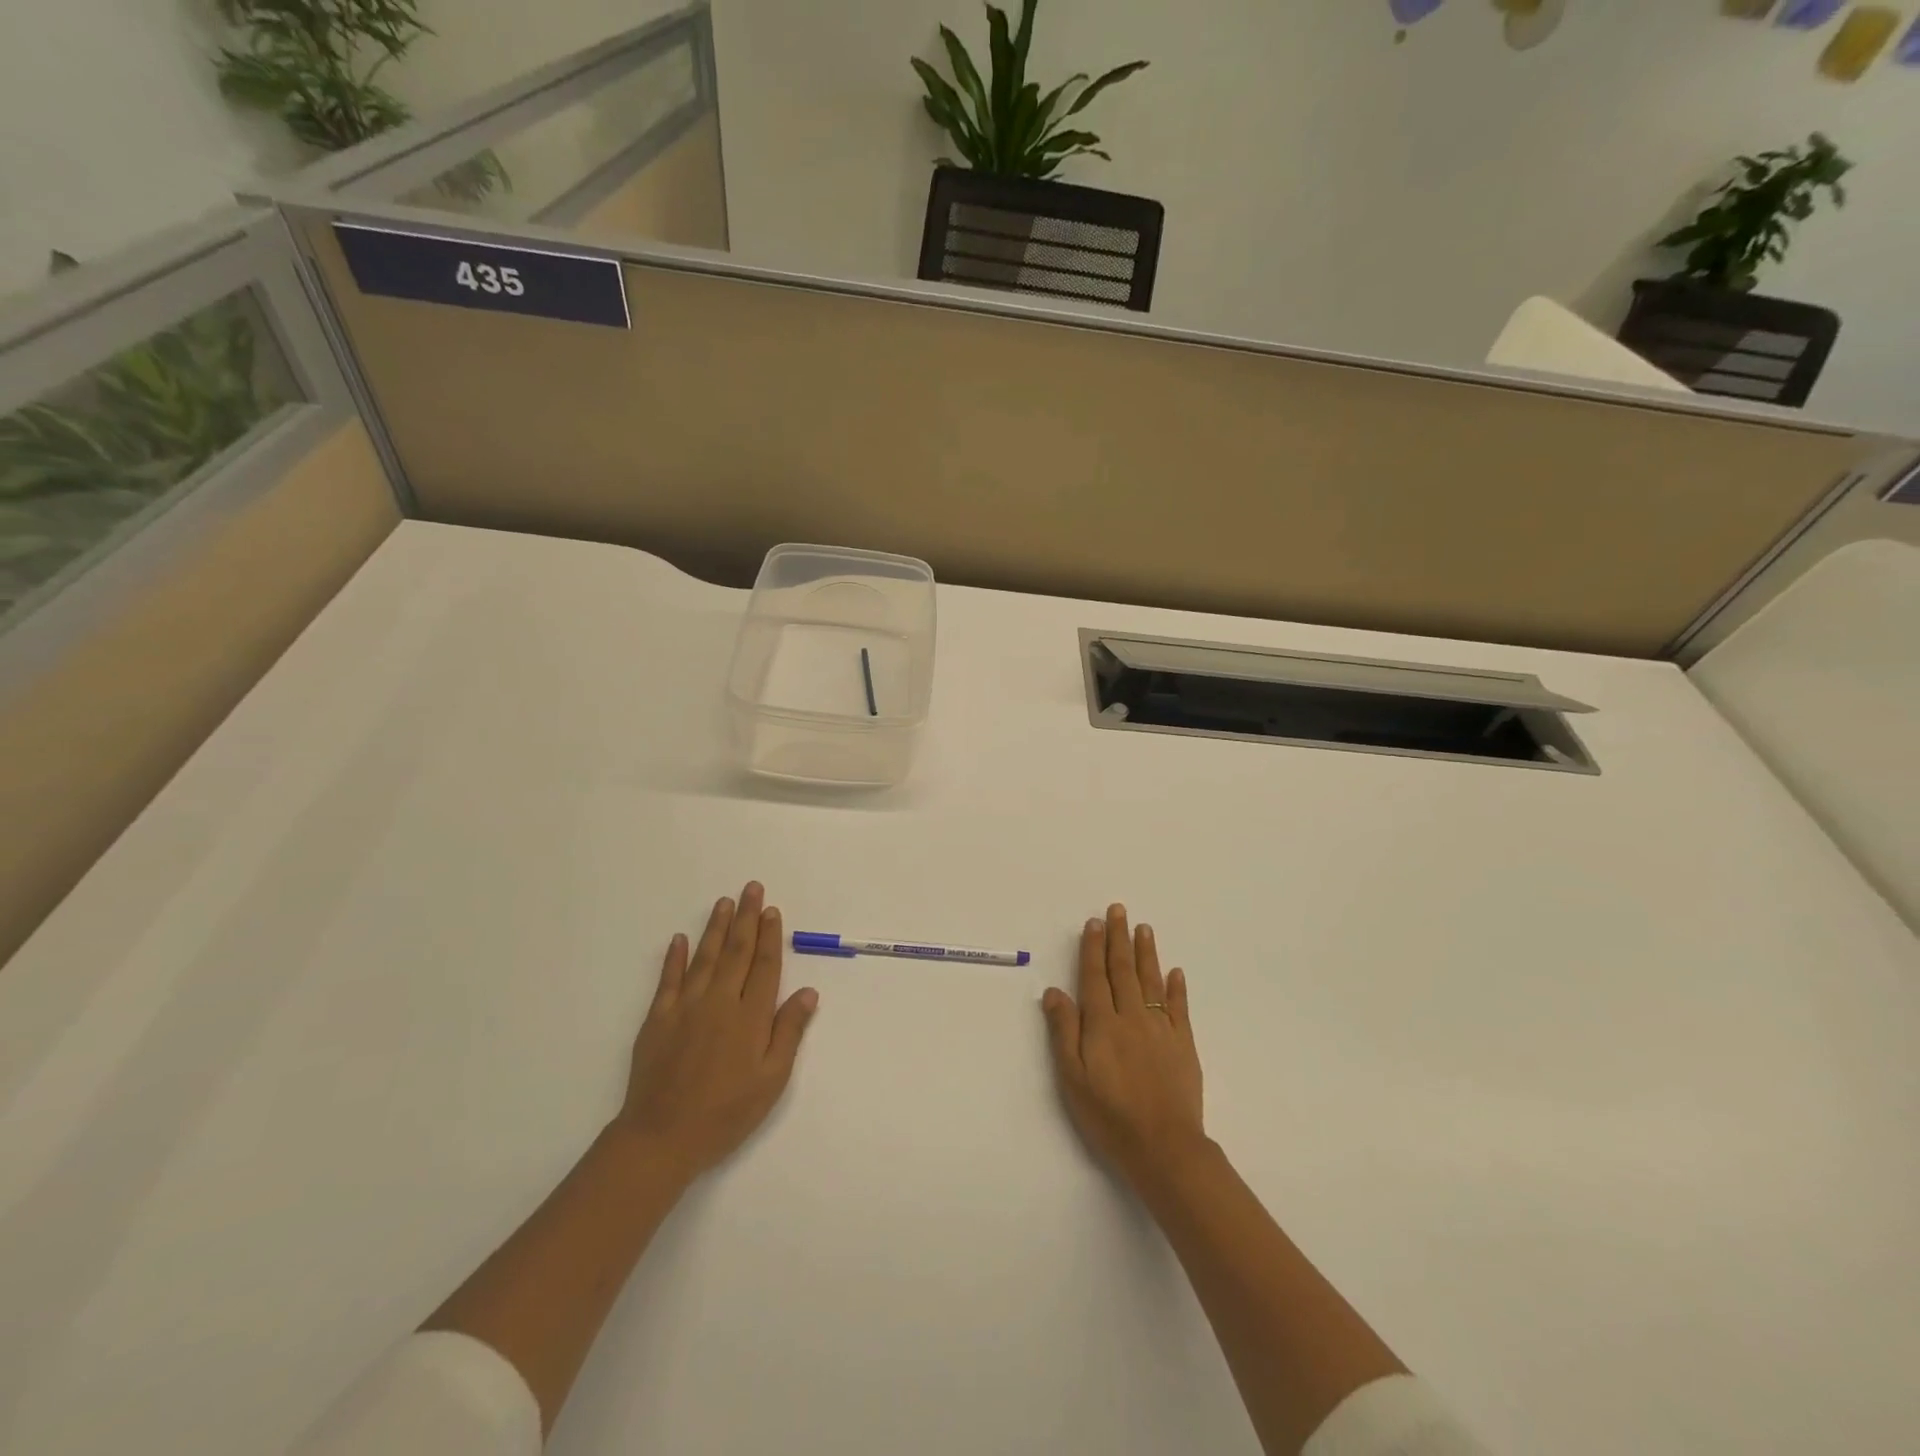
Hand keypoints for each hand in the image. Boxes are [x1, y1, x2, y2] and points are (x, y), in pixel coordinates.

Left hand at [613, 882, 818, 1181]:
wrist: (661, 1137)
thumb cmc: (726, 1113)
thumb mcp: (771, 1080)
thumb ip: (789, 1032)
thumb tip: (809, 992)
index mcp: (750, 1016)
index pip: (764, 966)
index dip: (770, 936)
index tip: (772, 911)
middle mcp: (720, 1002)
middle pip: (737, 952)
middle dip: (747, 918)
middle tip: (752, 889)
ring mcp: (686, 1007)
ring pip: (705, 957)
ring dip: (716, 928)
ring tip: (725, 903)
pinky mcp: (657, 1019)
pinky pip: (668, 979)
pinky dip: (674, 957)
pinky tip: (679, 939)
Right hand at [1041, 904, 1206, 1193]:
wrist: (1164, 1147)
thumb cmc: (1109, 1116)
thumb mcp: (1073, 1078)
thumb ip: (1064, 1031)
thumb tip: (1055, 991)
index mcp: (1102, 1024)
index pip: (1095, 976)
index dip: (1093, 948)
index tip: (1094, 922)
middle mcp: (1131, 1017)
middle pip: (1123, 969)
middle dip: (1118, 938)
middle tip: (1118, 910)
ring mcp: (1160, 1028)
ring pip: (1151, 981)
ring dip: (1146, 952)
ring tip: (1143, 928)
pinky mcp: (1183, 1044)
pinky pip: (1178, 1007)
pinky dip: (1175, 987)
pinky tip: (1175, 972)